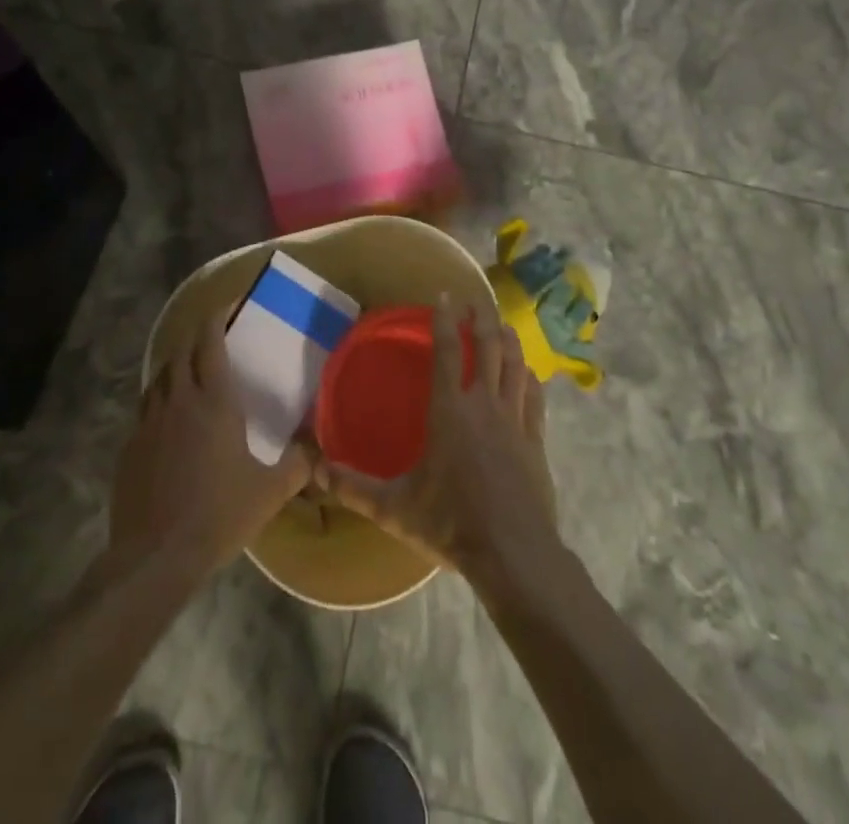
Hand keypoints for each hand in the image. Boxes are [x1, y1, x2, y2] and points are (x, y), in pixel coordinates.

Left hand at [107, 317, 312, 582]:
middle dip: (196, 335)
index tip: (228, 303)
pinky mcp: (129, 448)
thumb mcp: (269, 492)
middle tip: (213, 332)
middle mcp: (178, 401)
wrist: (154, 558)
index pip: (210, 342)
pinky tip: (169, 419)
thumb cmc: (218, 516)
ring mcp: (148, 423)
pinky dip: (159, 399)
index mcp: (214, 402)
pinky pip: (145, 409)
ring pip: (159, 377)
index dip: (217, 316)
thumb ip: (298, 464)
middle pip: (181, 351)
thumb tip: (318, 447)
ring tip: (190, 370)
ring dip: (175, 365)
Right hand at [316, 293, 559, 584]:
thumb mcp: (394, 507)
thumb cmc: (450, 523)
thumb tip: (313, 469)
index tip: (444, 295)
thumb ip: (353, 486)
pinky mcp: (536, 439)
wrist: (513, 552)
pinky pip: (535, 397)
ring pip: (515, 364)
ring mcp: (514, 419)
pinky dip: (530, 377)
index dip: (445, 320)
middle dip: (481, 318)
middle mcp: (483, 404)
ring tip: (502, 324)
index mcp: (449, 411)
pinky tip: (530, 372)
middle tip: (475, 300)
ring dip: (508, 340)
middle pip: (487, 347)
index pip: (446, 352)